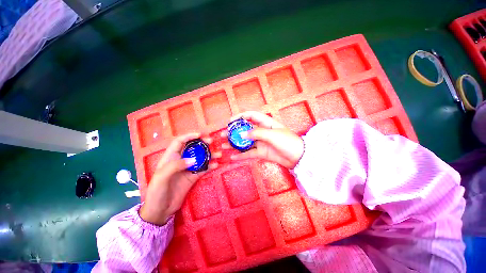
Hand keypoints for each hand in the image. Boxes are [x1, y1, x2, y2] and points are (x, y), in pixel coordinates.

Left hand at [139, 133, 219, 224]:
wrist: (160, 210)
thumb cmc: (156, 192)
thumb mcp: (161, 178)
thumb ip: (176, 166)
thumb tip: (193, 160)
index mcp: (170, 158)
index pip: (179, 142)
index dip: (189, 136)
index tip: (200, 135)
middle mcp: (180, 161)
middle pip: (192, 148)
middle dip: (202, 143)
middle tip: (211, 142)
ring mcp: (188, 169)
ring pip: (200, 158)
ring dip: (209, 155)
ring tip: (218, 154)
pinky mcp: (193, 177)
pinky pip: (203, 169)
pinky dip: (210, 166)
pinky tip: (216, 165)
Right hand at [222, 111, 303, 168]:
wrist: (298, 157)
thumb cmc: (287, 141)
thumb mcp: (272, 135)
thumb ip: (257, 133)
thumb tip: (242, 134)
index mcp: (266, 123)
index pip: (251, 116)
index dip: (240, 117)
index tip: (230, 122)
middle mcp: (262, 131)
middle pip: (245, 130)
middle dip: (234, 132)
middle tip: (223, 135)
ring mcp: (261, 143)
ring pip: (245, 142)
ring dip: (234, 144)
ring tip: (223, 146)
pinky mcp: (261, 153)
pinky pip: (249, 153)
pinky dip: (241, 155)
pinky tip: (232, 157)